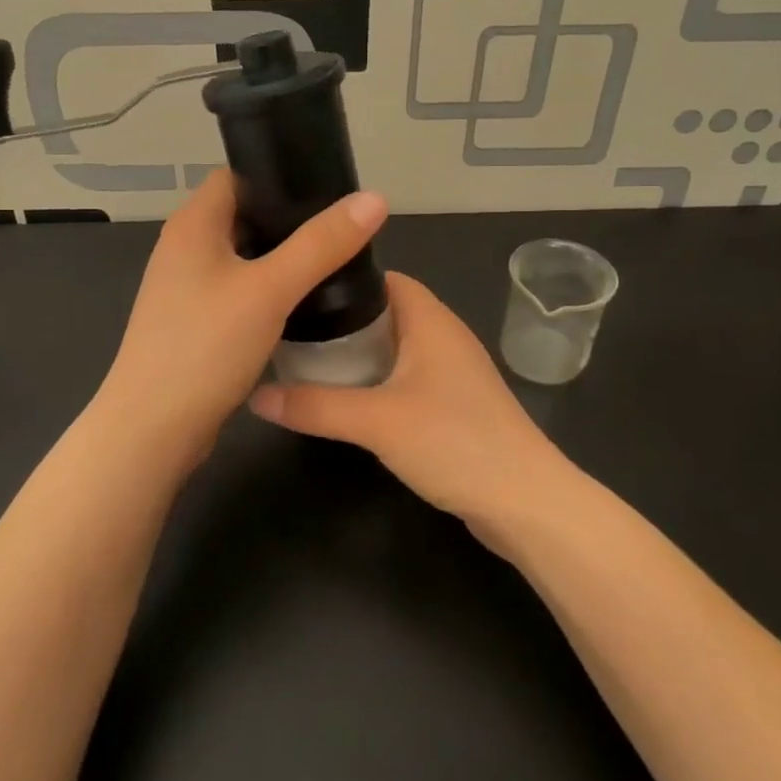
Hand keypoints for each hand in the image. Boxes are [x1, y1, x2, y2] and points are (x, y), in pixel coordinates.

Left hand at [93, 169, 388, 464]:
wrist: (153, 430)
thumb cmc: (205, 347)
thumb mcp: (270, 290)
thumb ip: (321, 244)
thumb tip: (374, 199)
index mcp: (193, 224)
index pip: (238, 175)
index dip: (280, 174)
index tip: (327, 186)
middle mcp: (184, 248)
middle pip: (244, 215)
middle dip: (289, 219)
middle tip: (340, 227)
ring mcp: (185, 287)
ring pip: (243, 256)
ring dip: (280, 257)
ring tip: (330, 260)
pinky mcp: (193, 322)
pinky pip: (238, 290)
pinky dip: (267, 289)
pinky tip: (300, 302)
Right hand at [248, 272, 570, 527]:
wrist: (525, 502)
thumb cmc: (454, 442)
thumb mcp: (376, 421)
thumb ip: (315, 406)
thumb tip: (256, 395)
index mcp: (431, 320)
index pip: (384, 278)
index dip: (344, 278)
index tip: (300, 290)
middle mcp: (444, 337)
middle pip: (385, 313)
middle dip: (341, 321)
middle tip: (292, 332)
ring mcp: (452, 373)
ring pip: (395, 349)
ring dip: (358, 356)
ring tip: (308, 364)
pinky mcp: (454, 407)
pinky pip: (406, 380)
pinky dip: (377, 383)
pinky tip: (348, 402)